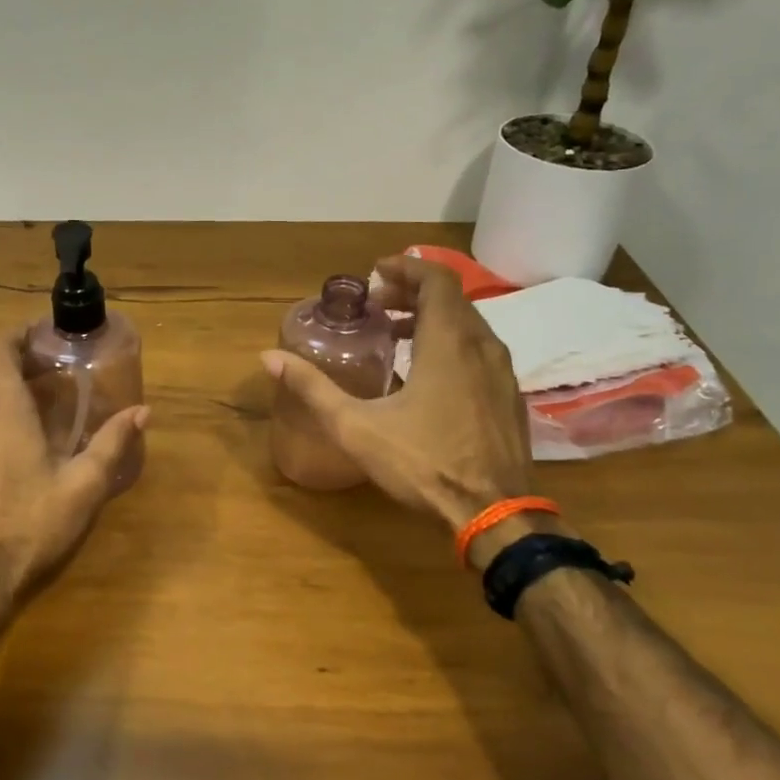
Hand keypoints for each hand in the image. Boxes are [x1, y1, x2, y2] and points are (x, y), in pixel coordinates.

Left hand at [0, 326, 148, 611]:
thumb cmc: (31, 524)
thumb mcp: (83, 486)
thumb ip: (112, 443)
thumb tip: (143, 412)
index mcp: (3, 409)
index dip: (19, 333)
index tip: (47, 333)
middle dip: (21, 360)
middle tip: (59, 368)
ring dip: (8, 386)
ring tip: (46, 399)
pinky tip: (22, 436)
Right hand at [261, 255, 554, 562]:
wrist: (495, 513)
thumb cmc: (424, 463)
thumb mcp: (356, 426)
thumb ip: (313, 388)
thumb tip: (269, 358)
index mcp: (448, 343)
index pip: (436, 279)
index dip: (406, 267)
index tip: (375, 273)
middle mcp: (482, 346)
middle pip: (451, 298)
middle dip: (412, 291)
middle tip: (377, 303)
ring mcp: (502, 372)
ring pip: (468, 324)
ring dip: (432, 317)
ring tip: (394, 333)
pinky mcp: (510, 396)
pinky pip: (480, 349)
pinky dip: (451, 341)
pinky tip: (425, 372)